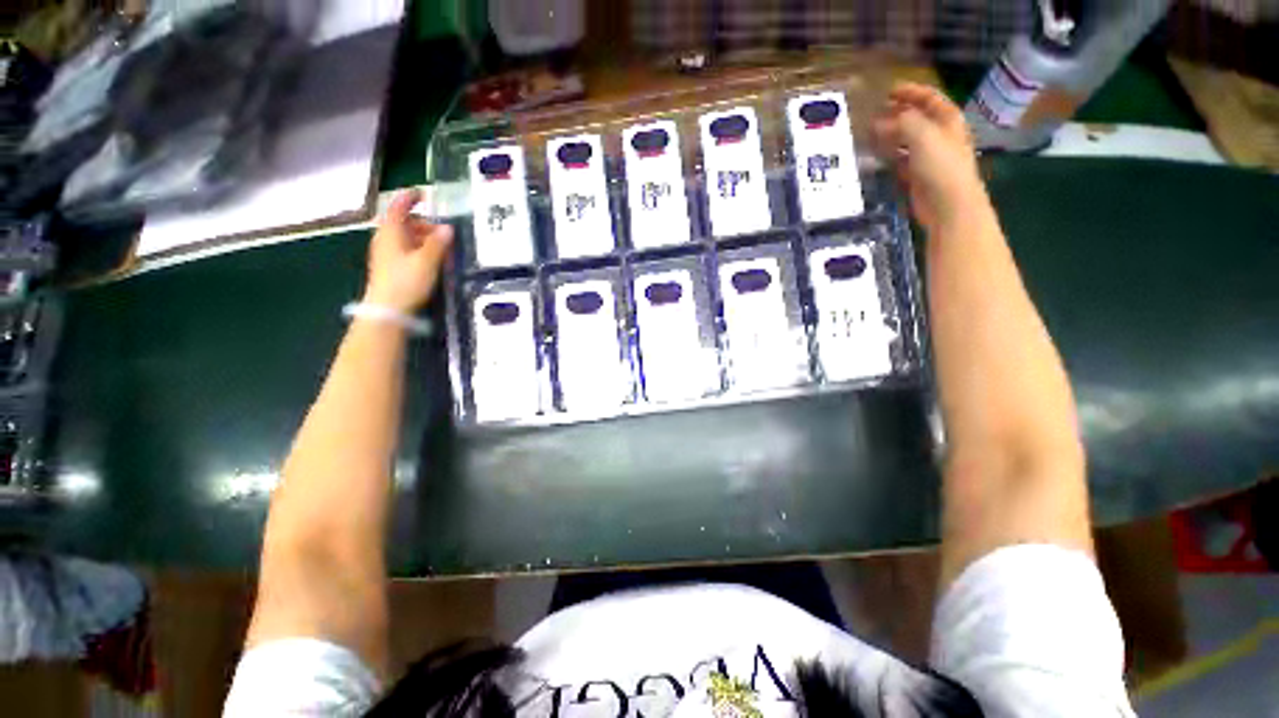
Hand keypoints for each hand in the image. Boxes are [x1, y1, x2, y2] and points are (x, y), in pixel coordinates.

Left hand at [363, 189, 453, 312]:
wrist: (387, 309)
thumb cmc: (406, 282)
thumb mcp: (427, 262)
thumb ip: (438, 244)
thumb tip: (448, 228)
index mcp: (391, 233)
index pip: (398, 207)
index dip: (410, 198)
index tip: (424, 194)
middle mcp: (385, 239)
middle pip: (404, 222)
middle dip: (424, 224)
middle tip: (444, 233)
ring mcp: (386, 253)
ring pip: (405, 237)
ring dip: (423, 237)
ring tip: (442, 248)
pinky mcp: (390, 265)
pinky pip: (405, 249)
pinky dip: (419, 248)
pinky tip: (432, 260)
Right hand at [873, 83, 989, 232]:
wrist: (948, 204)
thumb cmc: (941, 166)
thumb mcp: (922, 136)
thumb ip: (902, 123)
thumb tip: (880, 122)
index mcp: (948, 120)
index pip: (930, 98)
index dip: (911, 92)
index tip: (889, 91)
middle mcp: (940, 135)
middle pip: (918, 118)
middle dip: (898, 113)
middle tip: (875, 113)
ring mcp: (929, 156)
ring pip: (908, 139)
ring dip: (891, 134)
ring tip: (870, 133)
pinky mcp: (918, 176)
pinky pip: (901, 159)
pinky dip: (889, 155)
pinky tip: (876, 155)